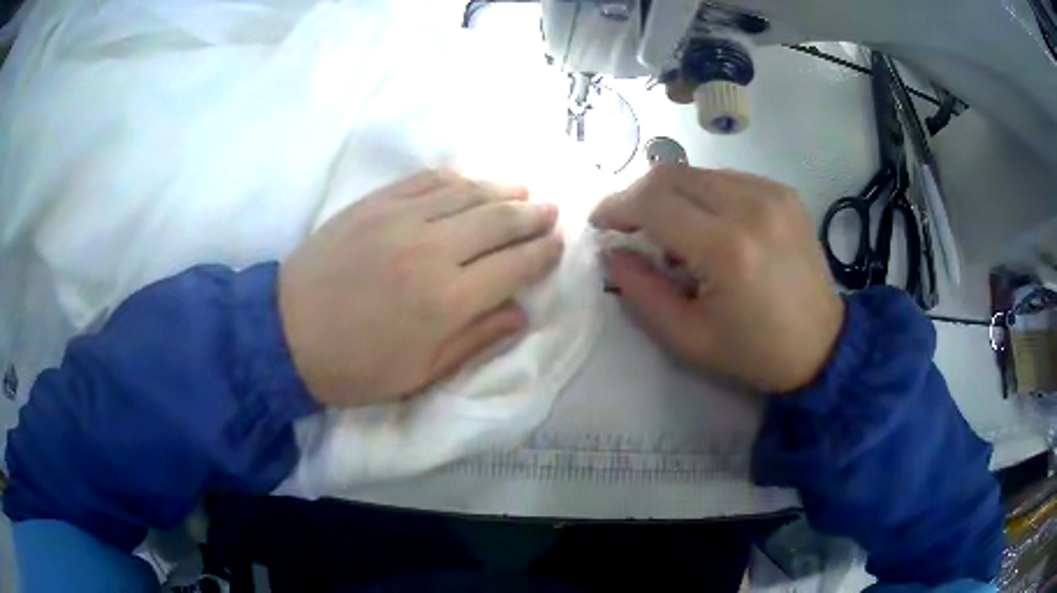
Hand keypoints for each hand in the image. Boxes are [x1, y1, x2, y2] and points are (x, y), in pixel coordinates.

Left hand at [279, 170, 562, 406]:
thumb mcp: (420, 374)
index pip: (514, 265)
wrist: (287, 333)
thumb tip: (520, 313)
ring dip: (503, 190)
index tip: (558, 245)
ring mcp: (402, 219)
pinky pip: (427, 180)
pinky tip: (472, 181)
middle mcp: (433, 250)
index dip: (543, 253)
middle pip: (499, 221)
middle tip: (551, 213)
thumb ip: (476, 341)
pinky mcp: (376, 203)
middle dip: (533, 216)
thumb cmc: (356, 366)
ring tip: (524, 191)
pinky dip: (458, 178)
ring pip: (468, 193)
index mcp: (448, 300)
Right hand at [591, 166, 843, 392]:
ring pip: (698, 172)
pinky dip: (704, 194)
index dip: (616, 206)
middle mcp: (751, 206)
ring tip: (674, 232)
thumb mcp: (687, 337)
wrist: (821, 345)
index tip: (601, 222)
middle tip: (629, 225)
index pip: (653, 202)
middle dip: (638, 195)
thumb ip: (641, 291)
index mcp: (726, 249)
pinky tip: (710, 225)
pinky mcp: (784, 192)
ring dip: (672, 195)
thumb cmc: (753, 351)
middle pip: (672, 174)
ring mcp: (771, 193)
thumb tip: (612, 252)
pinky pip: (726, 178)